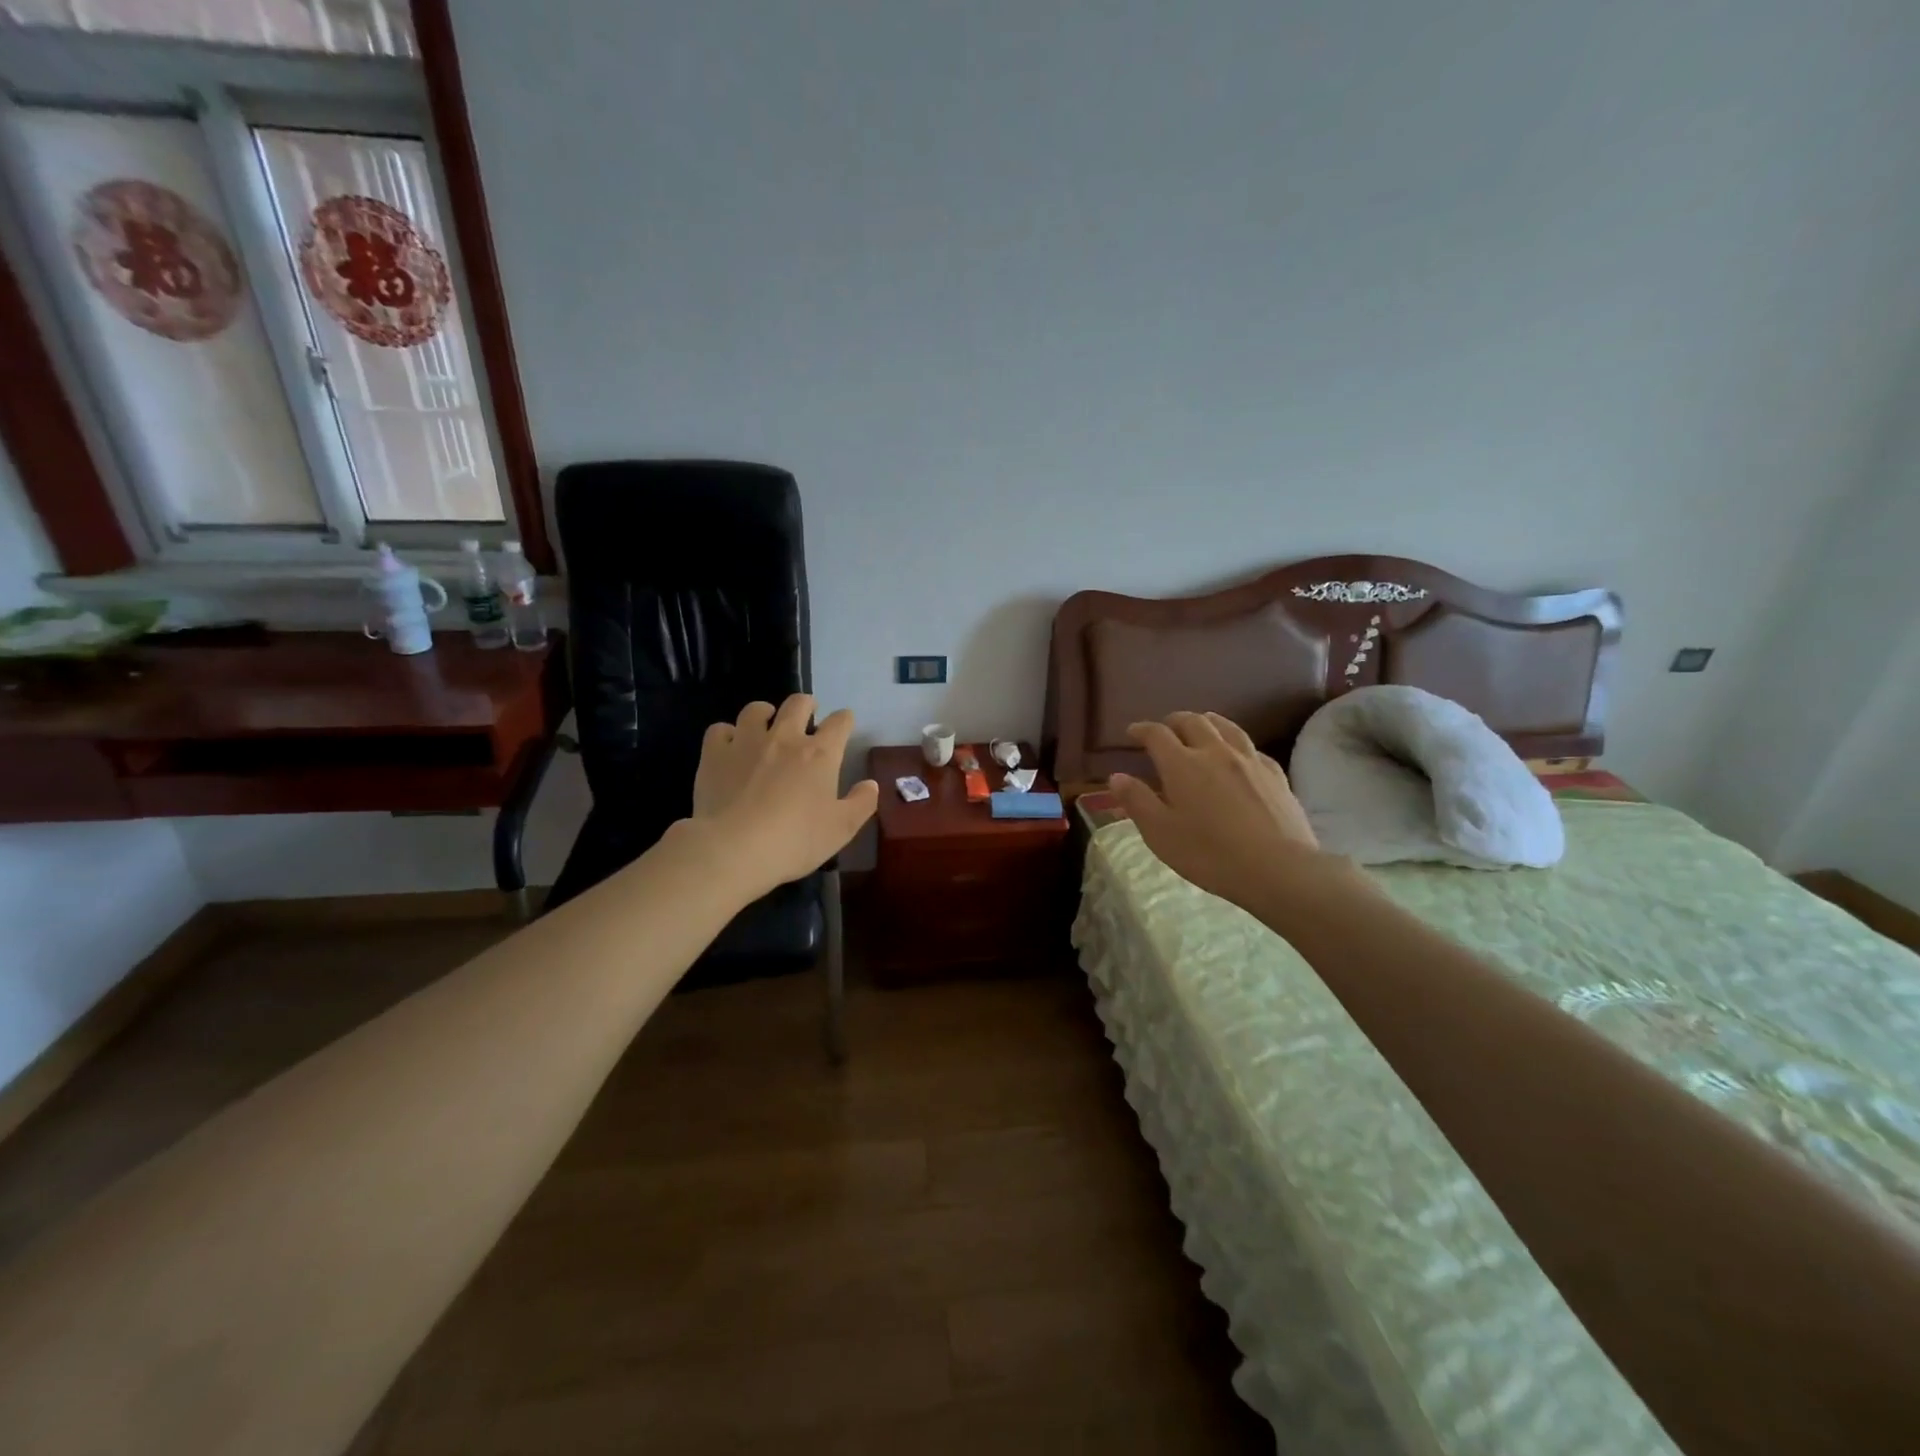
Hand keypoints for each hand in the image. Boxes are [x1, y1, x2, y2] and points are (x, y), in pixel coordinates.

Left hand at [687, 694, 878, 899]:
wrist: (734, 849)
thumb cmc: (795, 840)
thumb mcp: (841, 829)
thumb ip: (861, 803)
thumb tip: (871, 784)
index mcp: (820, 754)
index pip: (840, 722)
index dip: (845, 720)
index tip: (844, 725)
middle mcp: (785, 737)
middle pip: (798, 703)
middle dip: (807, 704)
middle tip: (807, 714)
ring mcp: (746, 742)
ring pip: (756, 710)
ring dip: (765, 713)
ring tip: (765, 723)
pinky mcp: (715, 754)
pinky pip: (720, 730)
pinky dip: (727, 735)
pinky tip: (729, 747)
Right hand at [1109, 711, 1356, 917]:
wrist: (1278, 868)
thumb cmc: (1209, 854)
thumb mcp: (1160, 833)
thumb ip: (1137, 801)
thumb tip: (1117, 776)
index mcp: (1182, 764)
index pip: (1157, 734)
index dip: (1142, 730)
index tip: (1132, 732)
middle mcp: (1215, 752)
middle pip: (1193, 721)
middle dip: (1174, 721)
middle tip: (1165, 729)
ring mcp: (1250, 760)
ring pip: (1226, 727)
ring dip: (1207, 721)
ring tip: (1200, 726)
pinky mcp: (1276, 775)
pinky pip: (1252, 748)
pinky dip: (1236, 744)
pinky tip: (1238, 756)